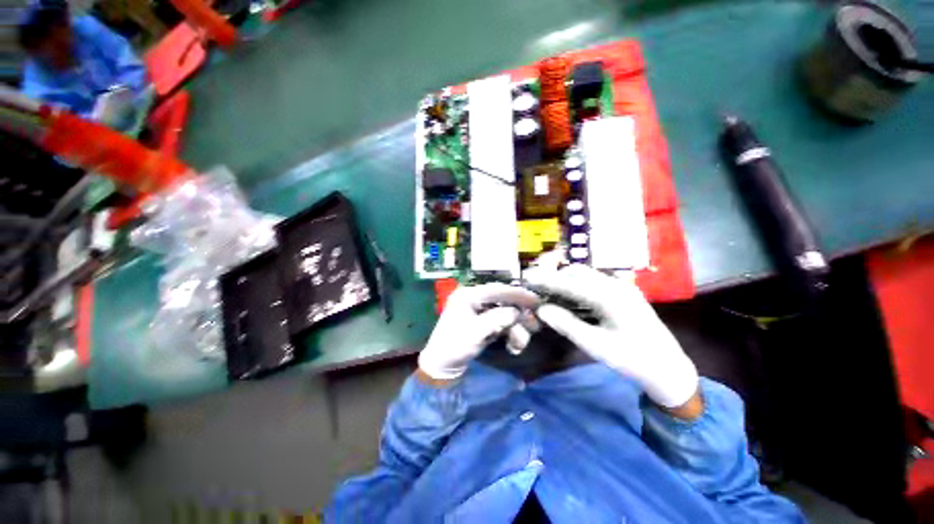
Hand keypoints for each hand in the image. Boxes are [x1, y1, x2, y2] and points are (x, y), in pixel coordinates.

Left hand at [418, 283, 538, 380]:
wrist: (442, 365)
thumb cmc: (455, 346)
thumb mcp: (476, 333)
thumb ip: (497, 319)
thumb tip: (516, 312)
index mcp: (468, 295)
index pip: (496, 290)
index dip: (517, 294)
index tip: (535, 300)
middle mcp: (474, 298)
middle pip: (502, 301)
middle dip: (519, 315)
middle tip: (534, 325)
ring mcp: (478, 310)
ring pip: (504, 313)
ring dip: (515, 328)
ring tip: (519, 345)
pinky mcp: (482, 321)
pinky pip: (500, 322)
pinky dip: (509, 333)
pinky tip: (513, 347)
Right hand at [526, 264, 698, 407]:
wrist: (668, 368)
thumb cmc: (632, 360)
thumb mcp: (596, 346)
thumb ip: (566, 324)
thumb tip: (540, 309)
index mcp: (610, 297)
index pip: (569, 282)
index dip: (546, 280)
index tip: (526, 278)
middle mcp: (616, 285)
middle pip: (577, 272)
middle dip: (554, 277)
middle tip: (536, 289)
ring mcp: (621, 286)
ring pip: (585, 275)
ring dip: (565, 280)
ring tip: (548, 293)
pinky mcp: (623, 292)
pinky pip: (593, 282)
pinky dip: (576, 286)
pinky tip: (569, 298)